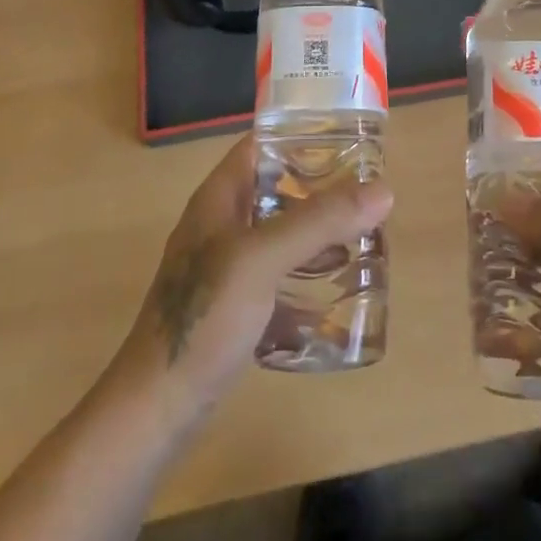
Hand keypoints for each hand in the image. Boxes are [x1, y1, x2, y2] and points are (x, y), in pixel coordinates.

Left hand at [110, 134, 392, 428]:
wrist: (157, 406)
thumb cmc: (204, 317)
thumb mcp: (262, 259)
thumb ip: (319, 222)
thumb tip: (384, 190)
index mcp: (219, 198)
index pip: (262, 144)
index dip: (302, 135)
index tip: (350, 141)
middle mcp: (222, 223)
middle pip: (278, 188)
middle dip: (322, 188)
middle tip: (368, 193)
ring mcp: (227, 265)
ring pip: (281, 232)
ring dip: (319, 231)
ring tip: (363, 235)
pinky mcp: (236, 303)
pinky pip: (280, 273)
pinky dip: (307, 273)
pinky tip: (338, 288)